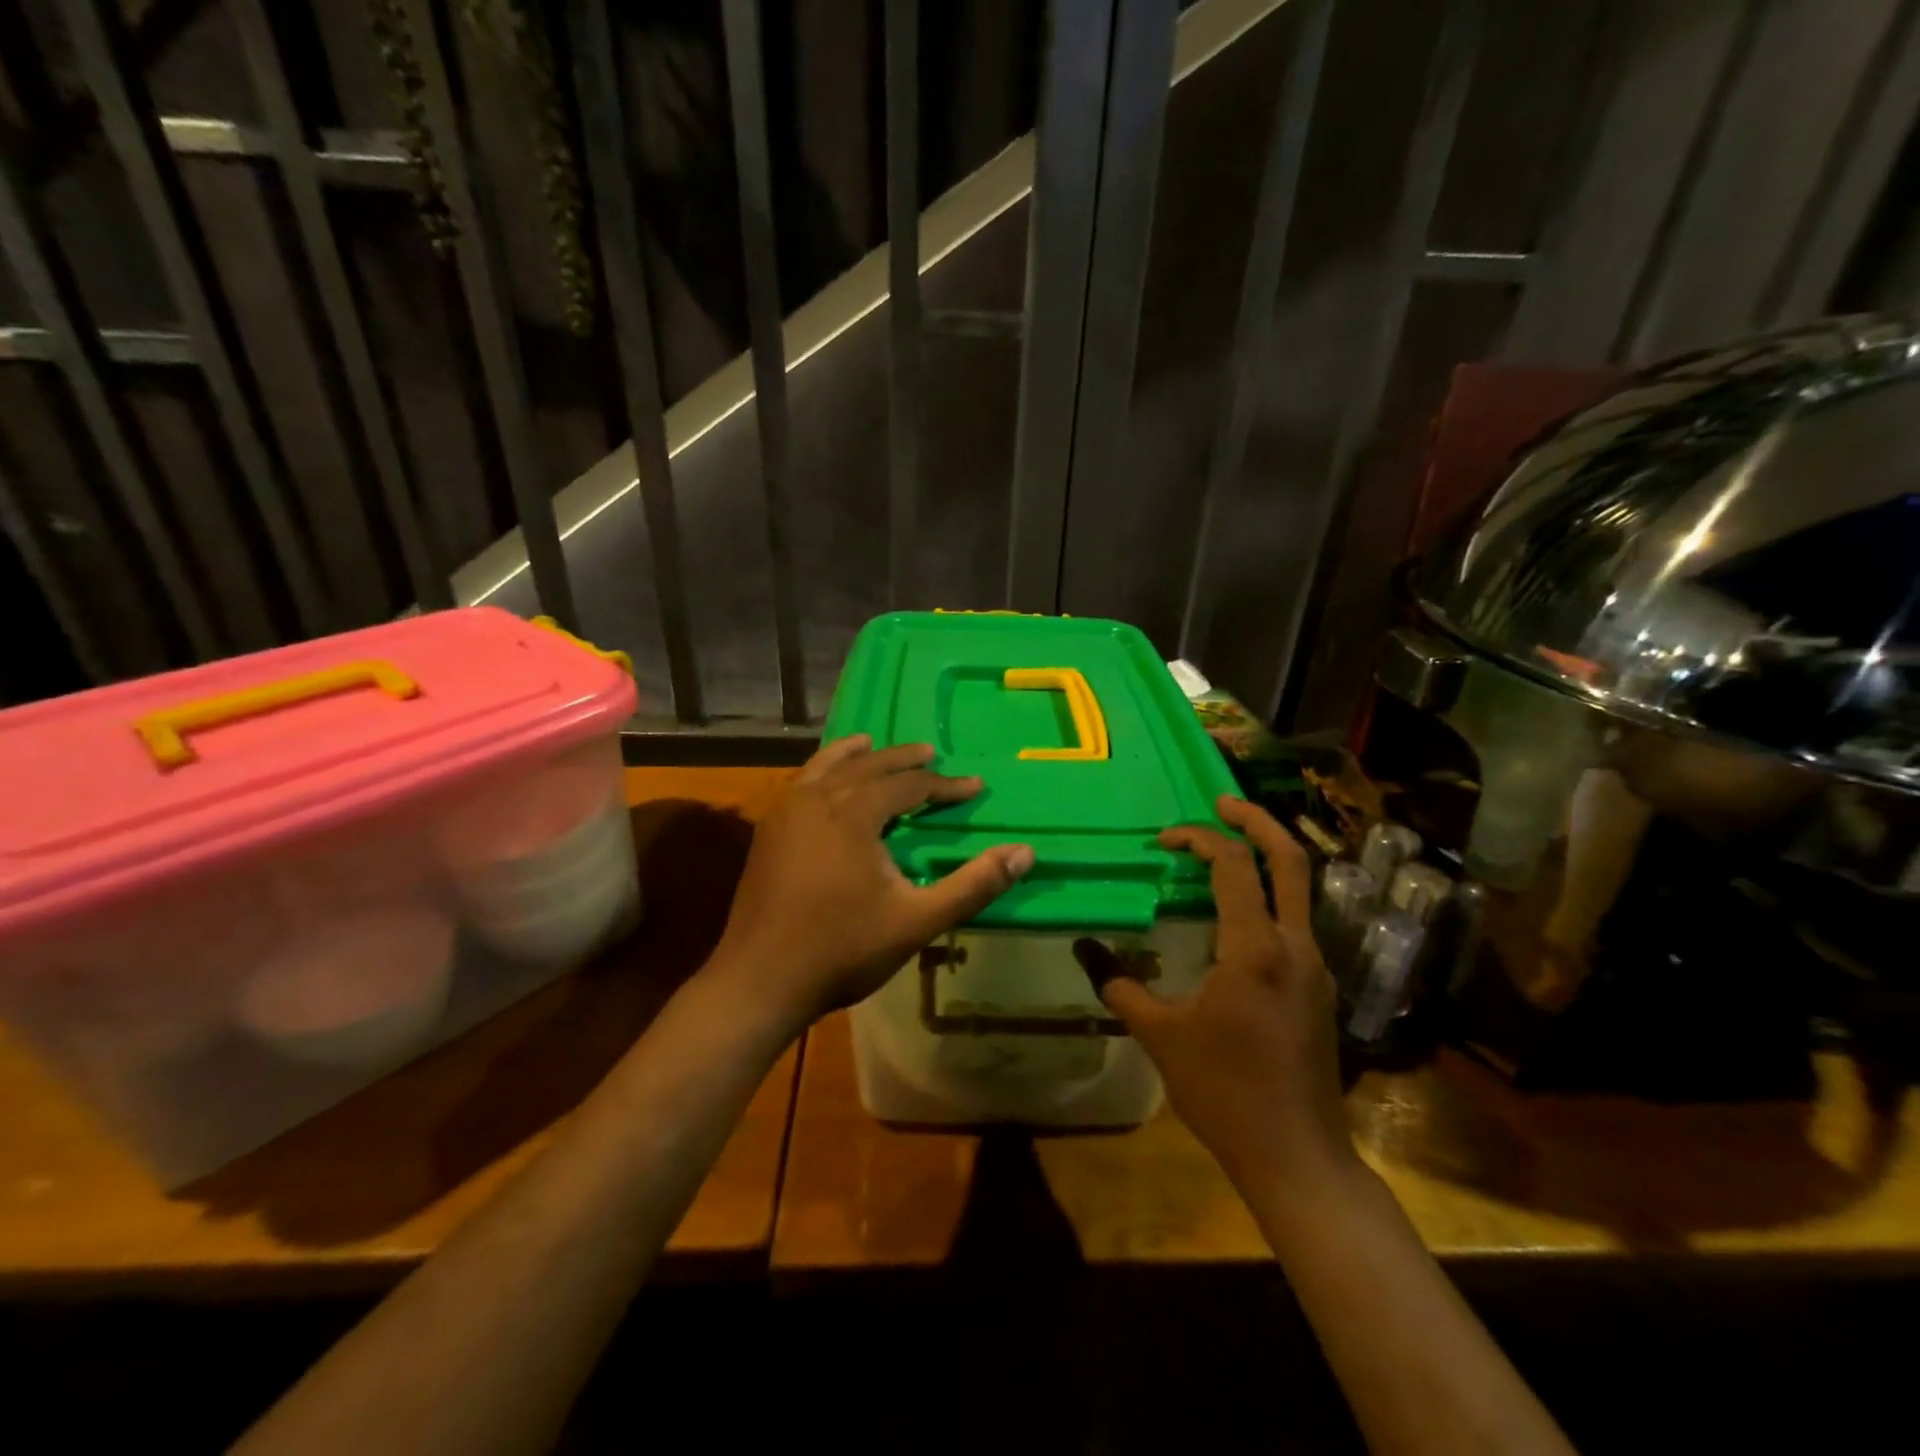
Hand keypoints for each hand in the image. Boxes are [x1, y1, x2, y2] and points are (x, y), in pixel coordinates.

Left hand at [712, 735, 1034, 1031]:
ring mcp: (785, 813)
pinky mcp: (767, 832)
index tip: (974, 786)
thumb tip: (1025, 852)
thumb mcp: (917, 920)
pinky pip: (802, 785)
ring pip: (826, 768)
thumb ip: (973, 885)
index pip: (909, 785)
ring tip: (872, 746)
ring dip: (856, 756)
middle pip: (867, 766)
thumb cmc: (843, 949)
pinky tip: (825, 785)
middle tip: (930, 753)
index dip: (945, 785)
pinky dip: (822, 773)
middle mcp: (817, 799)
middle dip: (902, 760)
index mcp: (853, 812)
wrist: (760, 981)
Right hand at [1081, 796, 1353, 1190]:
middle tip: (1220, 801)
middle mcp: (1294, 945)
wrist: (1297, 1155)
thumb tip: (1084, 949)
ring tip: (1226, 850)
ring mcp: (1315, 966)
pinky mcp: (1320, 988)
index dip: (1197, 839)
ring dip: (1267, 856)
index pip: (1233, 866)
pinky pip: (1297, 921)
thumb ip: (1119, 984)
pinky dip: (1270, 896)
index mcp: (1254, 948)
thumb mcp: (1160, 1035)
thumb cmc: (1224, 1091)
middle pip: (1290, 859)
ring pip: (1301, 888)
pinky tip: (1237, 914)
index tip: (1163, 841)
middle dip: (1256, 820)